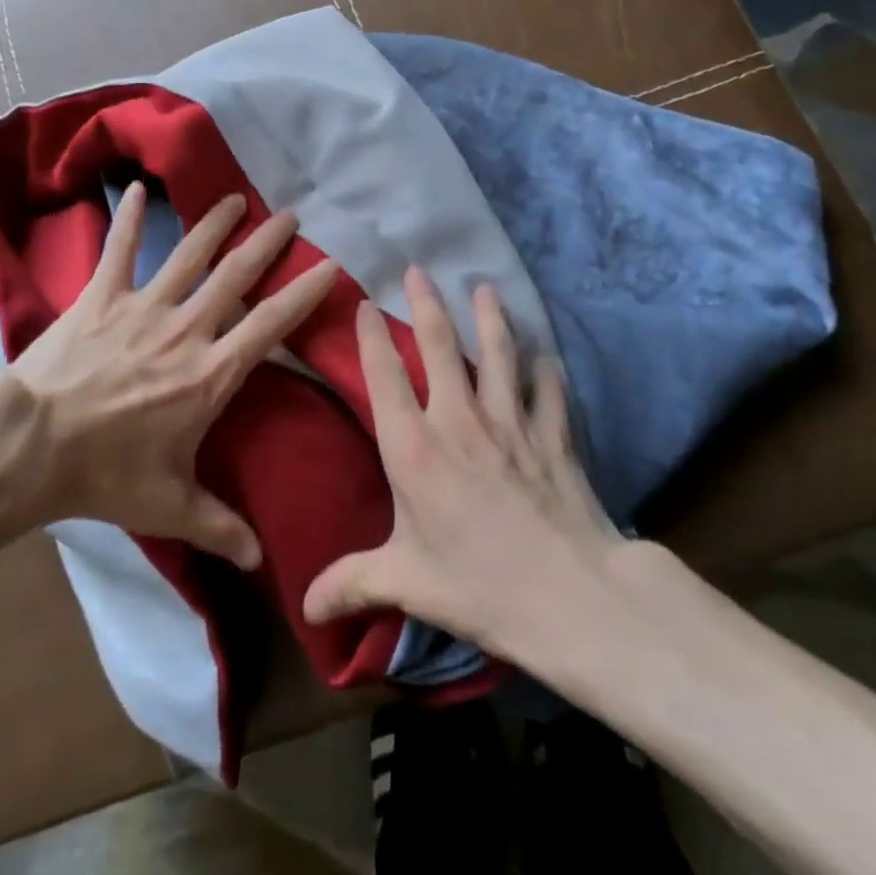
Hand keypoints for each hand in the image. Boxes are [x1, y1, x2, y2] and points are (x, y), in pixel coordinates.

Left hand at [7, 182, 338, 569]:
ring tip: (236, 198)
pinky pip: (119, 252)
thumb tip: (262, 565)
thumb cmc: (106, 475)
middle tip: (291, 215)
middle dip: (267, 245)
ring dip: (215, 224)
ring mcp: (141, 307)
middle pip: (236, 277)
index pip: (270, 324)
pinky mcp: (100, 298)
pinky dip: (129, 221)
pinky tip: (138, 190)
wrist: (31, 447)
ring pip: (189, 255)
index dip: (304, 292)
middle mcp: (185, 329)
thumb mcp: (170, 506)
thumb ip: (220, 527)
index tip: (330, 264)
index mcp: (210, 373)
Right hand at [302, 268, 622, 654]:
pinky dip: (546, 371)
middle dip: (427, 302)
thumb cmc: (479, 586)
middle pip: (439, 345)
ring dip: (490, 317)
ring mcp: (510, 421)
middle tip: (419, 269)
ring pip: (498, 352)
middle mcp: (459, 420)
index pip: (384, 376)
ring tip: (484, 287)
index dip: (372, 336)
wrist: (571, 597)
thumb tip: (304, 606)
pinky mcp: (552, 434)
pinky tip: (546, 356)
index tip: (366, 303)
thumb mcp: (406, 583)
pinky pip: (548, 390)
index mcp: (414, 448)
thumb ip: (352, 584)